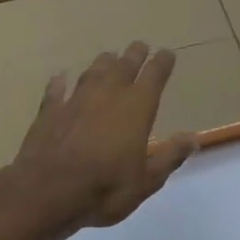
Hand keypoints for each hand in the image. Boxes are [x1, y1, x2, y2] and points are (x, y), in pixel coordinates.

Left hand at [2, 41, 196, 233]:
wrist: (46, 193)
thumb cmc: (105, 188)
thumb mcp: (147, 180)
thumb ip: (170, 156)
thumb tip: (193, 138)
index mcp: (137, 106)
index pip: (155, 75)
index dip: (162, 62)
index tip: (167, 53)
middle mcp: (108, 94)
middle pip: (124, 65)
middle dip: (134, 54)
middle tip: (140, 46)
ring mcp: (76, 100)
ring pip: (93, 72)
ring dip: (103, 63)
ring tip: (109, 57)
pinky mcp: (49, 112)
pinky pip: (56, 90)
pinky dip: (60, 83)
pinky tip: (59, 78)